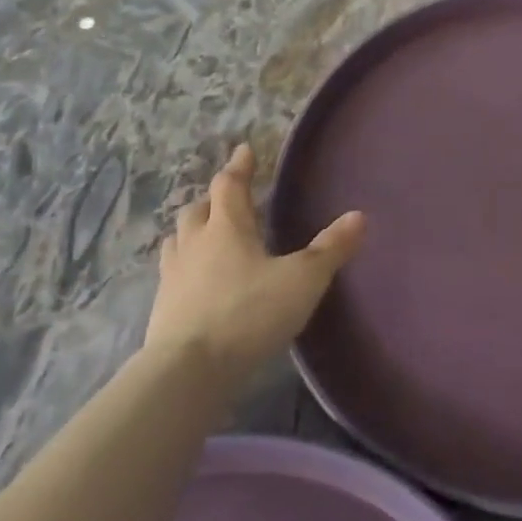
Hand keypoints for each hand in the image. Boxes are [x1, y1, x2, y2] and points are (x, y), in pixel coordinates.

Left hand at [146, 143, 364, 382]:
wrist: (189, 371)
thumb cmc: (249, 313)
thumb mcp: (303, 280)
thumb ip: (330, 248)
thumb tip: (360, 216)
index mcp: (226, 228)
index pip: (229, 186)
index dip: (238, 166)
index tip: (244, 149)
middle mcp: (194, 244)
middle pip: (197, 211)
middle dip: (213, 200)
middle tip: (228, 198)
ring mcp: (172, 277)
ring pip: (178, 241)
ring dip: (192, 232)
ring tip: (207, 236)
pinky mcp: (162, 309)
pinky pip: (172, 274)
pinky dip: (185, 267)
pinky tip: (197, 282)